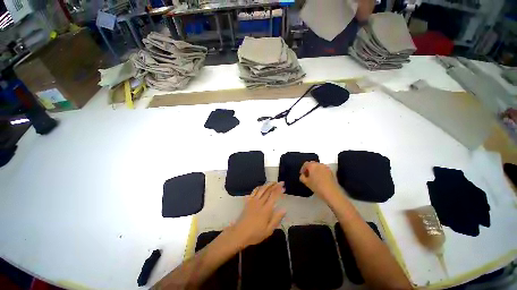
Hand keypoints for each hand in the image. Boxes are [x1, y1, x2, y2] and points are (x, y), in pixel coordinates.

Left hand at [230, 182, 285, 248]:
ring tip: (272, 182)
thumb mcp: (268, 230)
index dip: (279, 190)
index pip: (274, 196)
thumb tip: (284, 209)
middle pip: (268, 191)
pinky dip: (258, 187)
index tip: (283, 186)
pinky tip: (261, 187)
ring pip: (261, 189)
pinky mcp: (248, 201)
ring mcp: (253, 201)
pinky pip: (254, 191)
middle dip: (274, 185)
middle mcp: (260, 202)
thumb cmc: (255, 234)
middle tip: (280, 182)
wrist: (239, 233)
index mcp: (266, 209)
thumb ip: (277, 219)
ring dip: (267, 184)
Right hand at [299, 161, 341, 200]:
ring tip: (313, 177)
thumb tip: (303, 175)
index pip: (305, 164)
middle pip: (312, 164)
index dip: (302, 169)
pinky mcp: (331, 171)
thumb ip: (302, 177)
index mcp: (312, 165)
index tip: (302, 174)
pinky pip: (323, 170)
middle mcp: (319, 164)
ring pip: (318, 167)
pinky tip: (320, 179)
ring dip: (315, 170)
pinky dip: (320, 172)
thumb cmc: (316, 186)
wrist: (331, 192)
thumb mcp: (306, 182)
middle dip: (309, 169)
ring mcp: (326, 167)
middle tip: (307, 175)